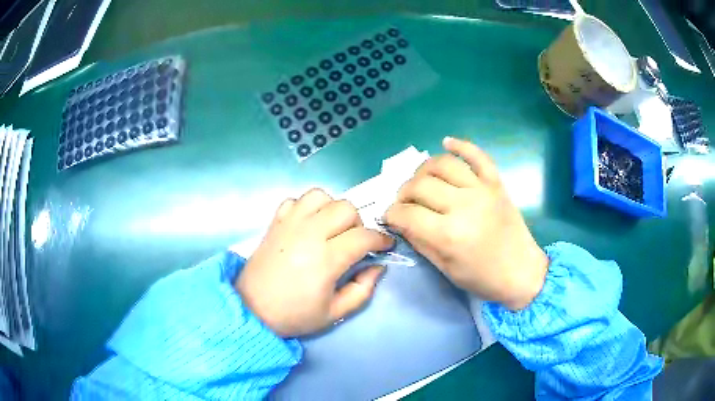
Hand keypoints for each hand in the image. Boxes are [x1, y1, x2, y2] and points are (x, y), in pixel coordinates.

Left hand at [236, 189, 392, 336]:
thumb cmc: (294, 315)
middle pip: (345, 208)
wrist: (252, 309)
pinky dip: (307, 207)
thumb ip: (363, 289)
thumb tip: (377, 266)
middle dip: (358, 223)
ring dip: (332, 209)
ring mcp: (289, 224)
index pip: (363, 236)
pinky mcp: (275, 222)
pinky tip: (307, 225)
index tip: (385, 246)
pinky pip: (295, 200)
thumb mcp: (335, 313)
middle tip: (354, 242)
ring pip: (321, 196)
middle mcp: (309, 233)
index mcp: (326, 259)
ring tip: (330, 229)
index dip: (381, 239)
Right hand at [384, 137, 547, 310]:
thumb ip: (420, 241)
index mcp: (449, 234)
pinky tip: (446, 142)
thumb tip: (400, 221)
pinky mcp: (496, 183)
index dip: (391, 214)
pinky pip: (477, 155)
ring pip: (443, 164)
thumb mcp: (445, 268)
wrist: (521, 272)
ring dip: (423, 169)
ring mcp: (482, 190)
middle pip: (420, 185)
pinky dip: (461, 145)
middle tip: (404, 202)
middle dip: (403, 193)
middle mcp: (464, 205)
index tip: (390, 217)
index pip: (407, 213)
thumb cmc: (482, 278)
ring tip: (420, 181)